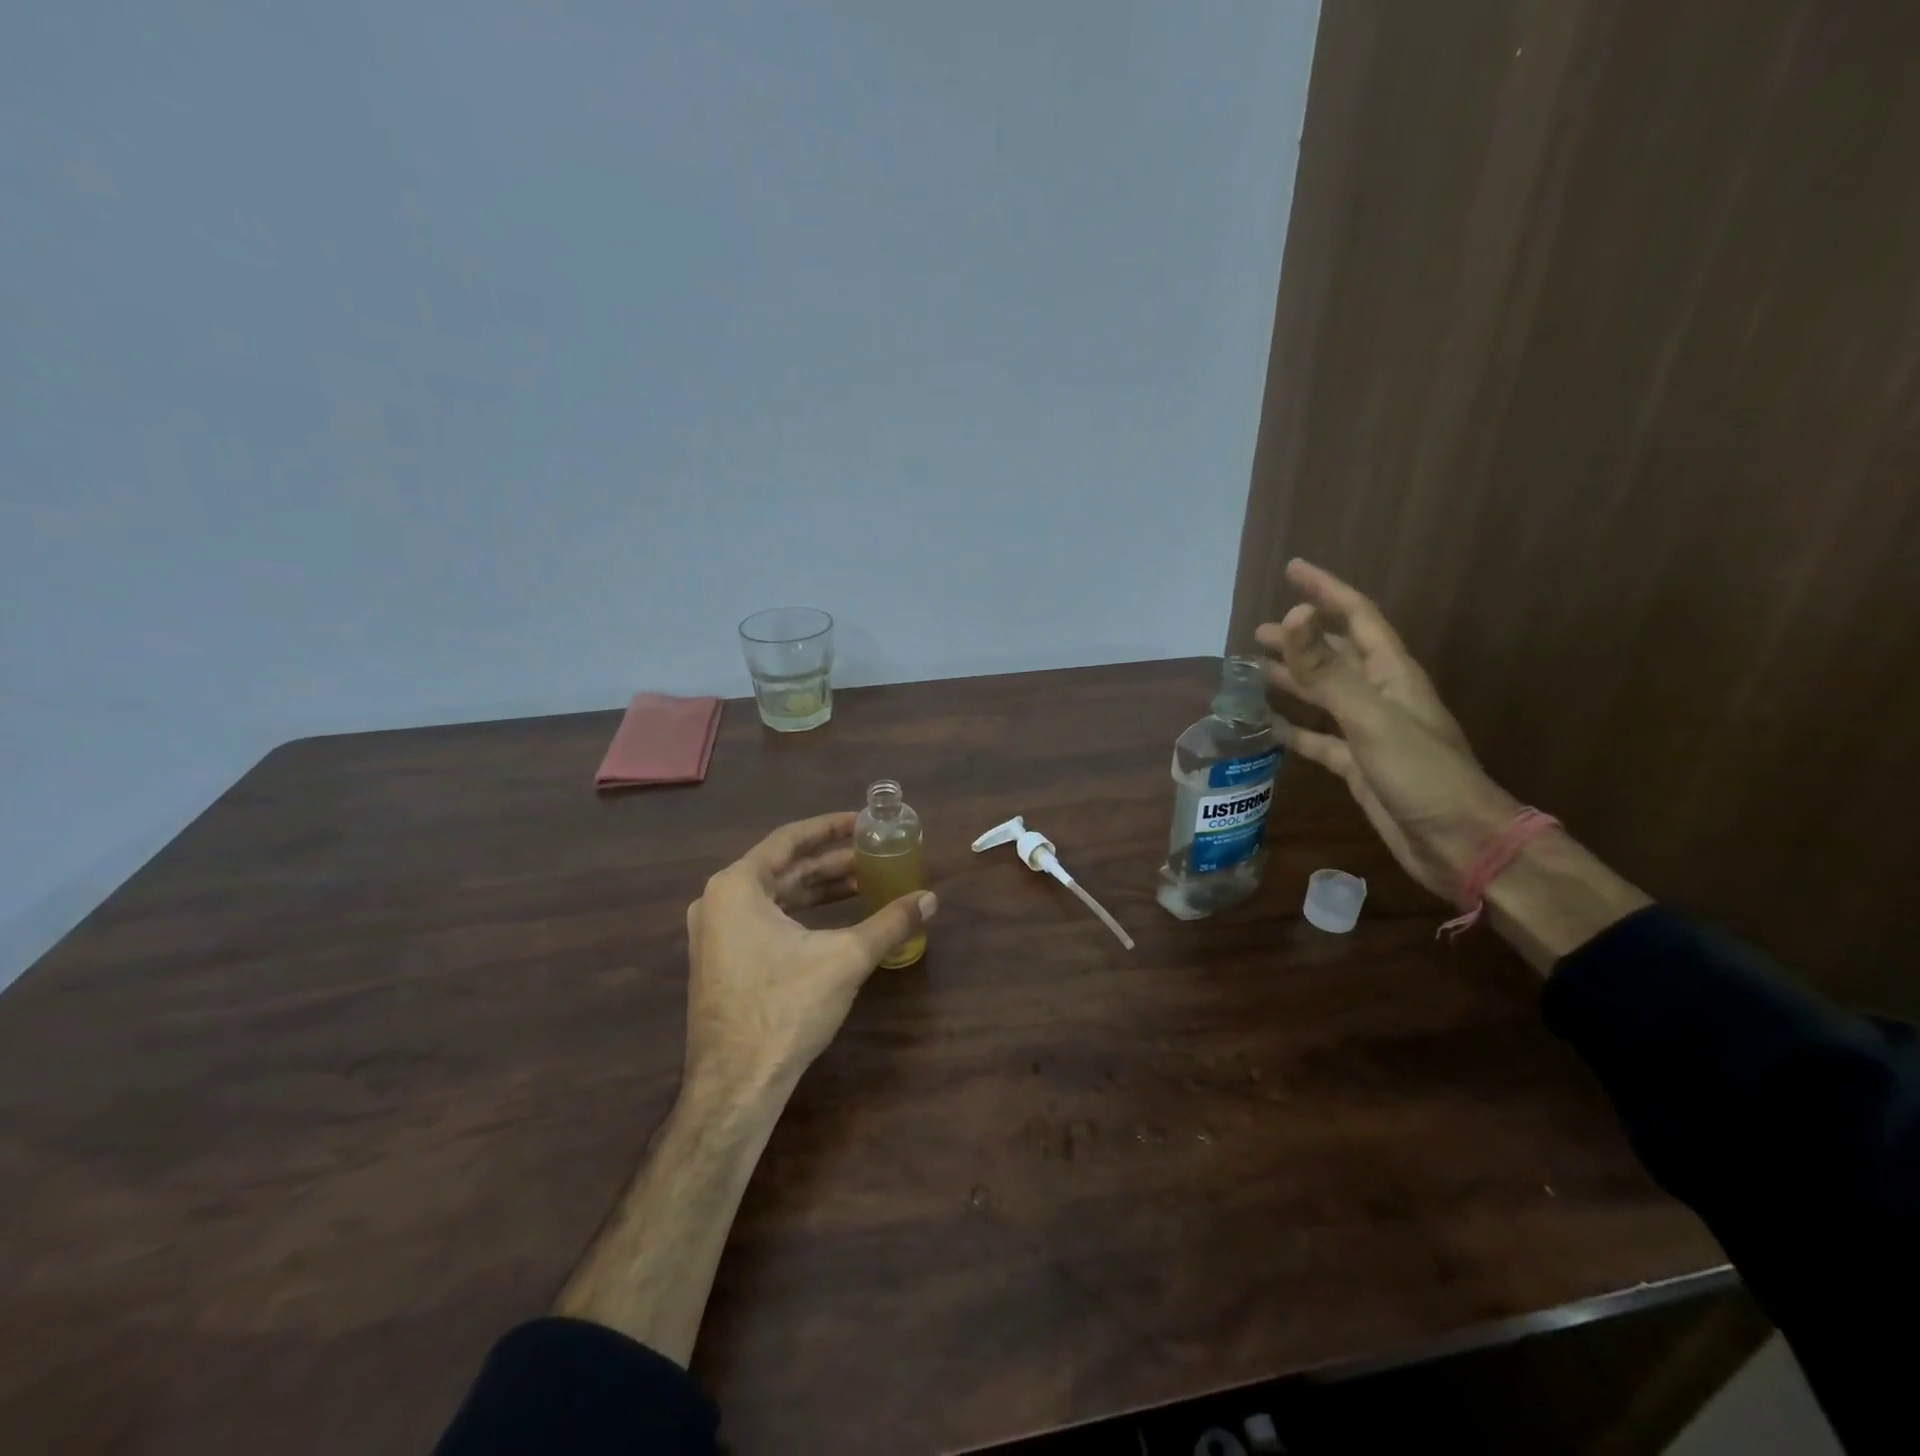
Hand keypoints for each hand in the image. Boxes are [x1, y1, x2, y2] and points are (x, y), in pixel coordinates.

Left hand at [683, 812, 935, 1104]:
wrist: (736, 1084)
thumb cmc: (786, 1007)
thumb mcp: (846, 958)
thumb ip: (890, 923)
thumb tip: (930, 899)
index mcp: (737, 885)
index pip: (790, 839)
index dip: (830, 828)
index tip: (863, 822)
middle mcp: (718, 901)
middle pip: (784, 868)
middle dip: (830, 862)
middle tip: (873, 854)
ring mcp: (714, 934)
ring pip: (775, 896)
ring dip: (819, 889)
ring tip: (863, 883)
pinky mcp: (720, 961)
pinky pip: (765, 920)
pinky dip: (801, 914)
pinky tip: (834, 921)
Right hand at [1254, 559, 1518, 898]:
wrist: (1459, 844)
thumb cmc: (1422, 775)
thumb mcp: (1371, 718)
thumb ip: (1328, 670)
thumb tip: (1291, 616)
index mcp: (1392, 674)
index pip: (1357, 616)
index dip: (1325, 590)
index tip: (1292, 569)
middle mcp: (1380, 696)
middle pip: (1336, 654)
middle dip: (1299, 638)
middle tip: (1256, 633)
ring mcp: (1369, 732)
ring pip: (1323, 695)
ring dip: (1292, 679)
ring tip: (1253, 671)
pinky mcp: (1357, 765)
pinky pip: (1317, 738)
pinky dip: (1292, 728)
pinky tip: (1266, 726)